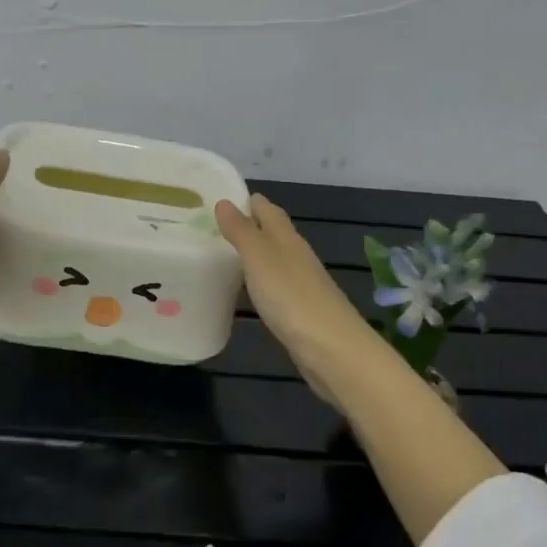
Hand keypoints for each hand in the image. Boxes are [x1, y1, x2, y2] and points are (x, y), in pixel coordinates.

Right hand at [214, 194, 382, 400]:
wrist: (331, 350)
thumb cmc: (291, 297)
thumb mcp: (260, 258)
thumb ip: (242, 231)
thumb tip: (224, 202)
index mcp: (287, 239)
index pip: (268, 210)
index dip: (249, 201)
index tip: (222, 197)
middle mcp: (296, 257)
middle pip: (273, 234)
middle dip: (249, 227)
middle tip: (214, 226)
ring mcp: (300, 286)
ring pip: (274, 262)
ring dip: (253, 256)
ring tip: (222, 256)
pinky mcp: (299, 312)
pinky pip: (274, 288)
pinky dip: (258, 283)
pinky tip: (245, 292)